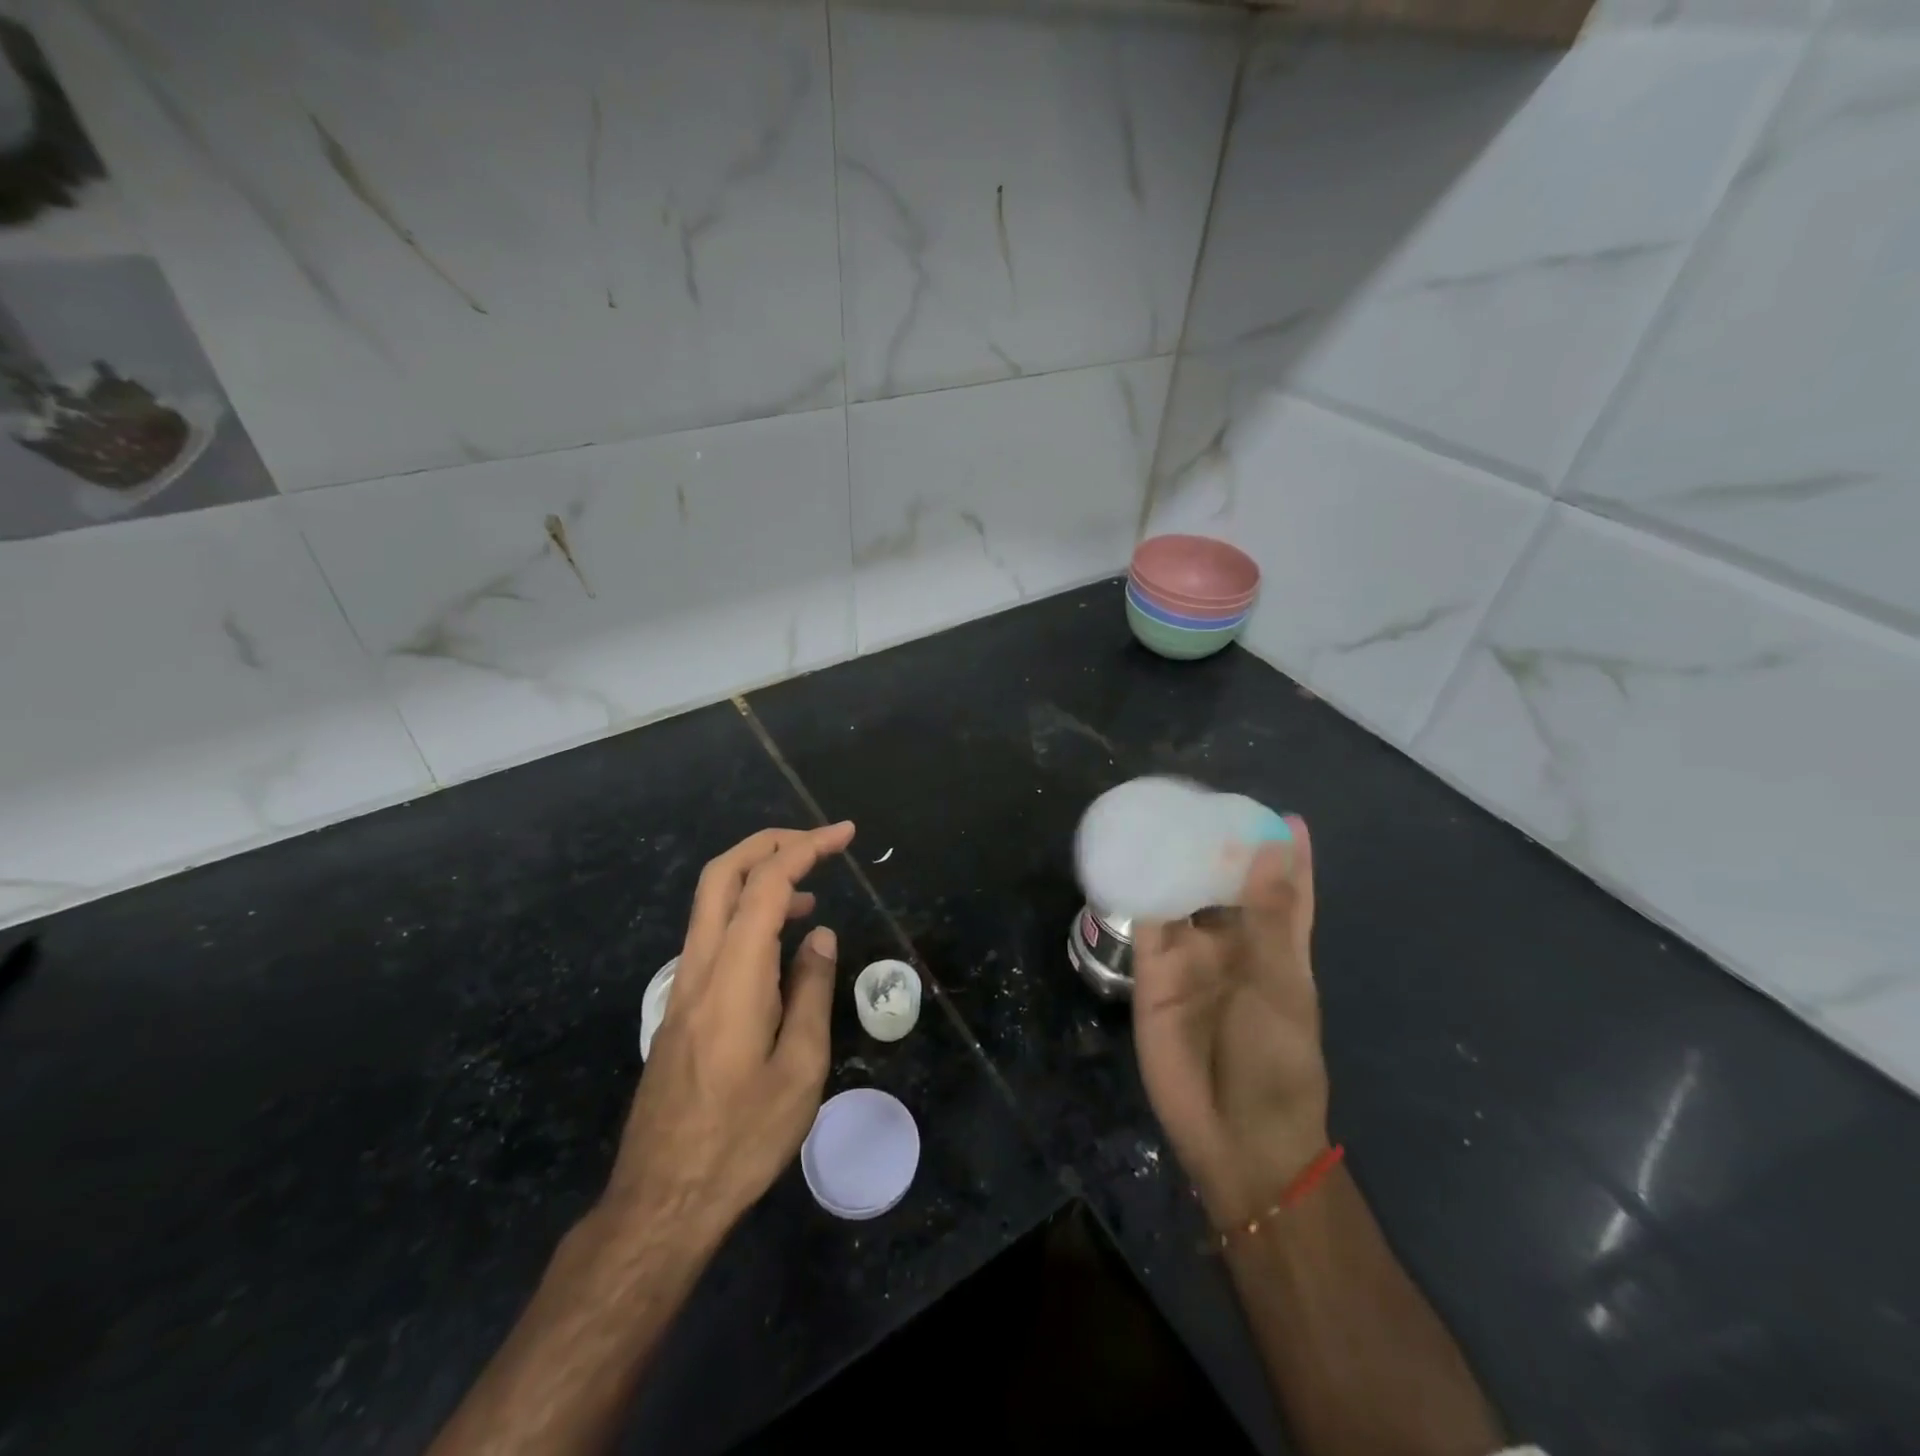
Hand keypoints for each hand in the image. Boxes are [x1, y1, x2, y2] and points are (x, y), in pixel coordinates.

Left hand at [601, 822, 854, 1246]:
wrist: (662, 1199)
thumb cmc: (741, 1137)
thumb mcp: (800, 1068)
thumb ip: (811, 991)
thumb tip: (820, 937)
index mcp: (734, 974)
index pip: (767, 884)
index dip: (807, 848)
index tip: (845, 834)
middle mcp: (700, 966)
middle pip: (722, 874)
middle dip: (771, 843)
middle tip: (819, 841)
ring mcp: (684, 985)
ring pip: (713, 902)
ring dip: (760, 877)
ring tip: (811, 893)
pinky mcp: (681, 1006)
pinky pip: (713, 936)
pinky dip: (748, 914)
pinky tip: (779, 944)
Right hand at [1132, 816, 1328, 1227]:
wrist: (1232, 1133)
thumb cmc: (1275, 1059)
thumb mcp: (1279, 981)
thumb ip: (1268, 911)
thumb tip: (1274, 842)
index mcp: (1277, 946)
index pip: (1286, 889)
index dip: (1287, 854)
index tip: (1282, 815)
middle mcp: (1233, 943)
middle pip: (1225, 883)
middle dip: (1218, 847)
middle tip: (1201, 801)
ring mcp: (1190, 955)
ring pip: (1181, 894)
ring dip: (1174, 860)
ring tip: (1161, 814)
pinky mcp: (1151, 969)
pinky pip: (1143, 919)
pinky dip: (1136, 888)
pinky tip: (1127, 854)